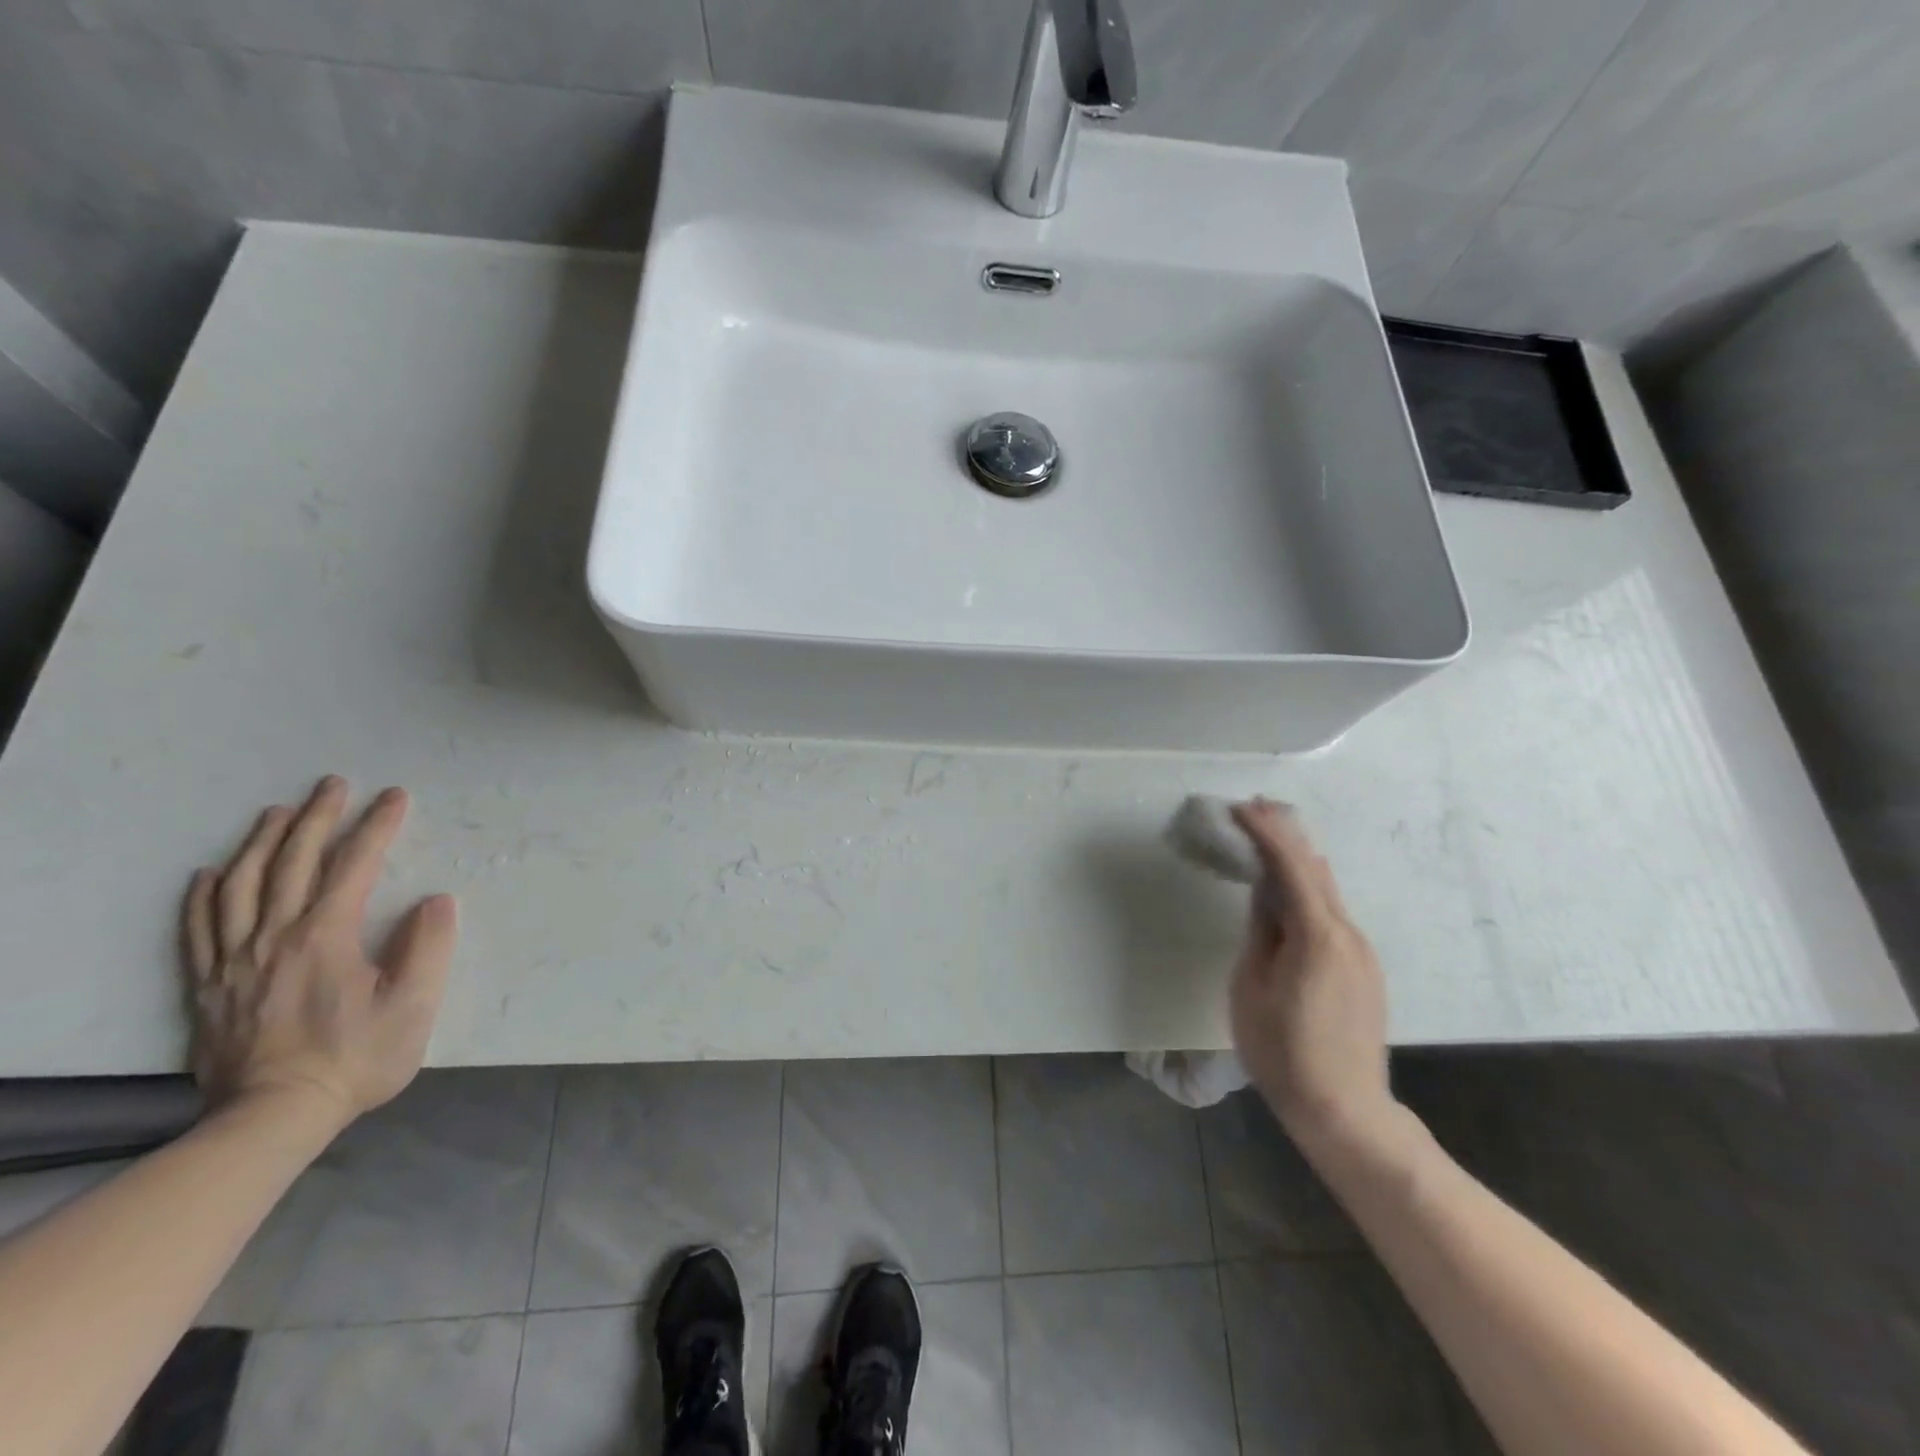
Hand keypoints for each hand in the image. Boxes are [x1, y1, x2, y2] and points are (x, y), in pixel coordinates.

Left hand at [182, 776, 457, 1129]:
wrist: (272, 1117)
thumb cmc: (355, 1058)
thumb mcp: (413, 1007)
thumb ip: (428, 948)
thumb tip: (435, 901)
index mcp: (325, 936)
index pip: (353, 866)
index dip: (376, 826)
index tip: (395, 796)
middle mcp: (275, 937)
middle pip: (292, 863)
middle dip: (317, 818)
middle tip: (333, 784)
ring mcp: (234, 960)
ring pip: (242, 886)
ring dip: (261, 843)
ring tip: (278, 813)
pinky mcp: (210, 985)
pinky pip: (199, 928)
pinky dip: (205, 894)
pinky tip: (212, 872)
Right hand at [1229, 799, 1396, 1151]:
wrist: (1344, 1110)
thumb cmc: (1283, 1052)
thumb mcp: (1251, 987)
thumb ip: (1260, 932)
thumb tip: (1263, 892)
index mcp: (1318, 937)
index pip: (1291, 868)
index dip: (1266, 833)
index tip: (1240, 808)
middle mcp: (1348, 934)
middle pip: (1316, 871)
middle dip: (1286, 835)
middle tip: (1255, 807)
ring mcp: (1361, 952)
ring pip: (1327, 890)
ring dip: (1298, 859)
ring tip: (1269, 835)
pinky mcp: (1363, 968)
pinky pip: (1332, 912)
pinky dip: (1308, 887)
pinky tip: (1291, 885)